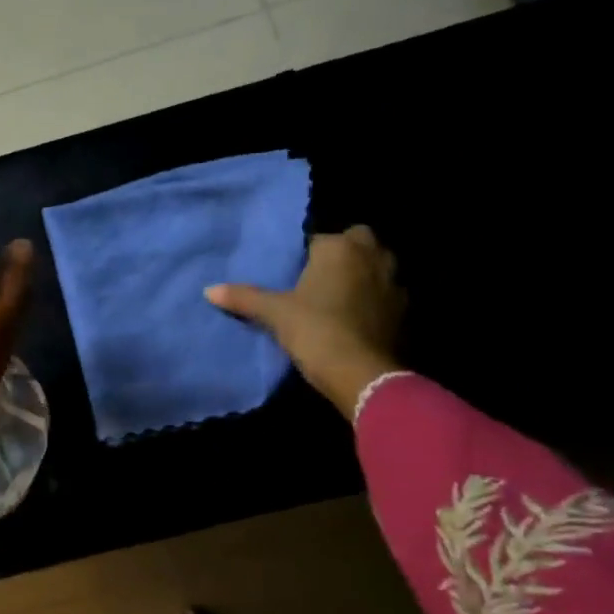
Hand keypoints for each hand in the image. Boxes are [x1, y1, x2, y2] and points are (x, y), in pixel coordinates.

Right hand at [205, 225, 403, 420]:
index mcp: (340, 248)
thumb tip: (209, 290)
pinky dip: (375, 302)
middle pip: (359, 242)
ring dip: (363, 276)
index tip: (294, 274)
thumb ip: (244, 297)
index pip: (320, 239)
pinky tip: (356, 321)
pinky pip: (386, 296)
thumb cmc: (315, 330)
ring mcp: (394, 283)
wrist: (361, 374)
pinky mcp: (405, 312)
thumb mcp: (274, 313)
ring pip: (378, 267)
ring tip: (337, 299)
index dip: (307, 255)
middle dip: (345, 253)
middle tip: (320, 278)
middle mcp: (373, 256)